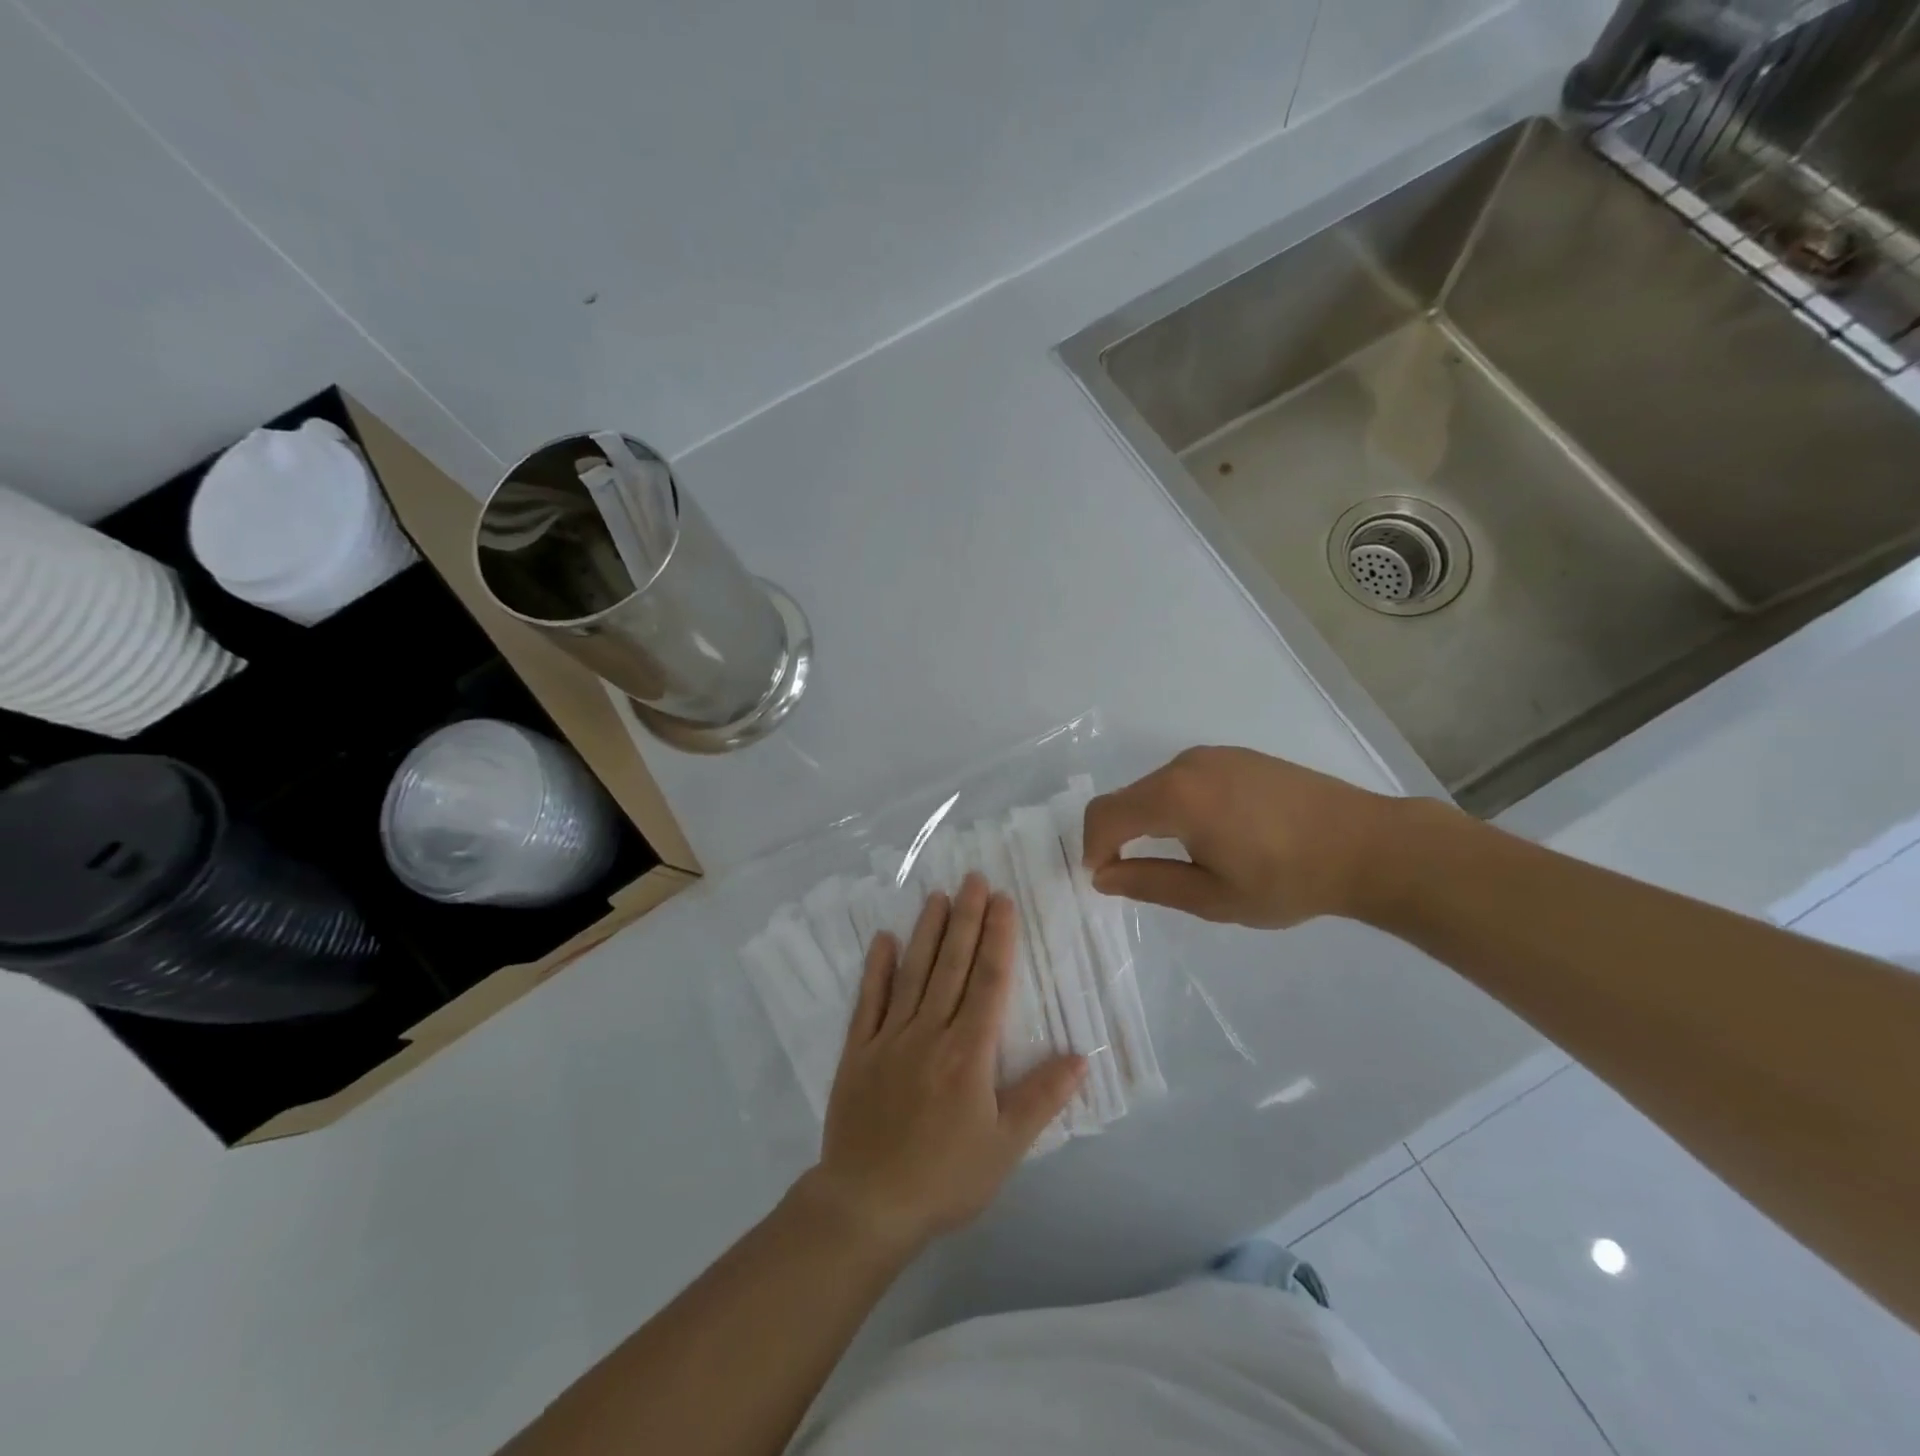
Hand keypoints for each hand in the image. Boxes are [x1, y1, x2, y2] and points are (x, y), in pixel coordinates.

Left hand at [803, 874, 1086, 1251]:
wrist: (867, 1205)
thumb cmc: (945, 1179)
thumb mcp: (1005, 1148)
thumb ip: (1041, 1098)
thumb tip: (1080, 1056)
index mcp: (968, 1053)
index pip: (988, 982)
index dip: (998, 939)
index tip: (1003, 901)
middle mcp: (929, 1032)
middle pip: (951, 965)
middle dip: (966, 919)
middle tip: (974, 879)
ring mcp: (889, 1038)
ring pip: (913, 973)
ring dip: (927, 932)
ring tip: (939, 895)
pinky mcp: (858, 1051)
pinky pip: (869, 1000)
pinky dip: (877, 968)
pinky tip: (884, 939)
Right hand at [1082, 746, 1409, 927]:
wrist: (1368, 845)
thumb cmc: (1287, 879)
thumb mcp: (1212, 897)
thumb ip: (1148, 884)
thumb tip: (1102, 876)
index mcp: (1175, 796)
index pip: (1106, 814)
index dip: (1093, 847)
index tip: (1103, 879)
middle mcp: (1186, 764)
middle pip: (1128, 798)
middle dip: (1120, 836)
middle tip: (1139, 877)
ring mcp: (1214, 755)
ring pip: (1156, 788)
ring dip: (1149, 821)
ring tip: (1184, 859)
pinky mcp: (1237, 756)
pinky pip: (1186, 780)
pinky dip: (1177, 806)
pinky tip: (1213, 834)